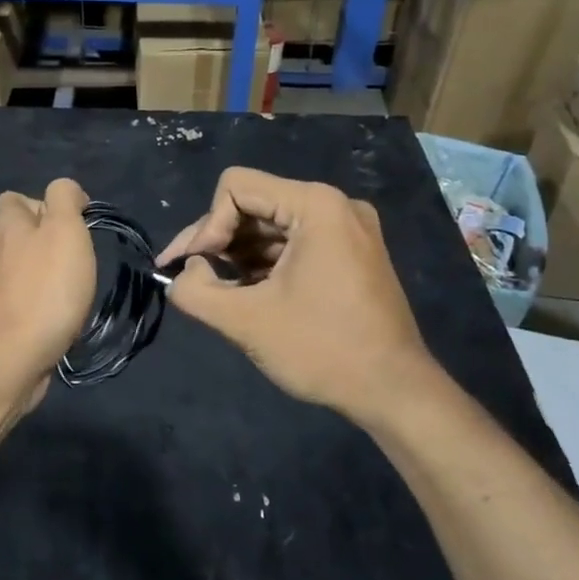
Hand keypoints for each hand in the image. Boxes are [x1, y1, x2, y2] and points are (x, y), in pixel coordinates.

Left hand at [0, 178, 97, 408]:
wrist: (9, 358)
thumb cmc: (46, 291)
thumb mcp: (66, 231)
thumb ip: (64, 200)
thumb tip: (64, 192)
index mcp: (6, 225)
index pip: (16, 198)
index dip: (44, 206)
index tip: (74, 228)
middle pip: (13, 233)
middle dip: (40, 242)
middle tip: (71, 262)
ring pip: (11, 268)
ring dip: (34, 274)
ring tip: (63, 293)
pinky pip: (11, 300)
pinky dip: (28, 303)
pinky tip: (47, 319)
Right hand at [159, 168, 439, 424]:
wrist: (395, 392)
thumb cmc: (322, 350)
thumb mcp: (245, 321)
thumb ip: (196, 290)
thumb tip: (183, 273)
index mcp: (316, 205)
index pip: (236, 187)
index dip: (206, 225)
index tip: (196, 268)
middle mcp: (335, 205)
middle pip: (254, 204)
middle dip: (217, 240)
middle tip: (189, 278)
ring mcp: (347, 229)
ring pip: (271, 226)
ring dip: (238, 255)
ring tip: (216, 291)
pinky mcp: (350, 253)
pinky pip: (293, 243)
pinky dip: (264, 264)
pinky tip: (246, 293)